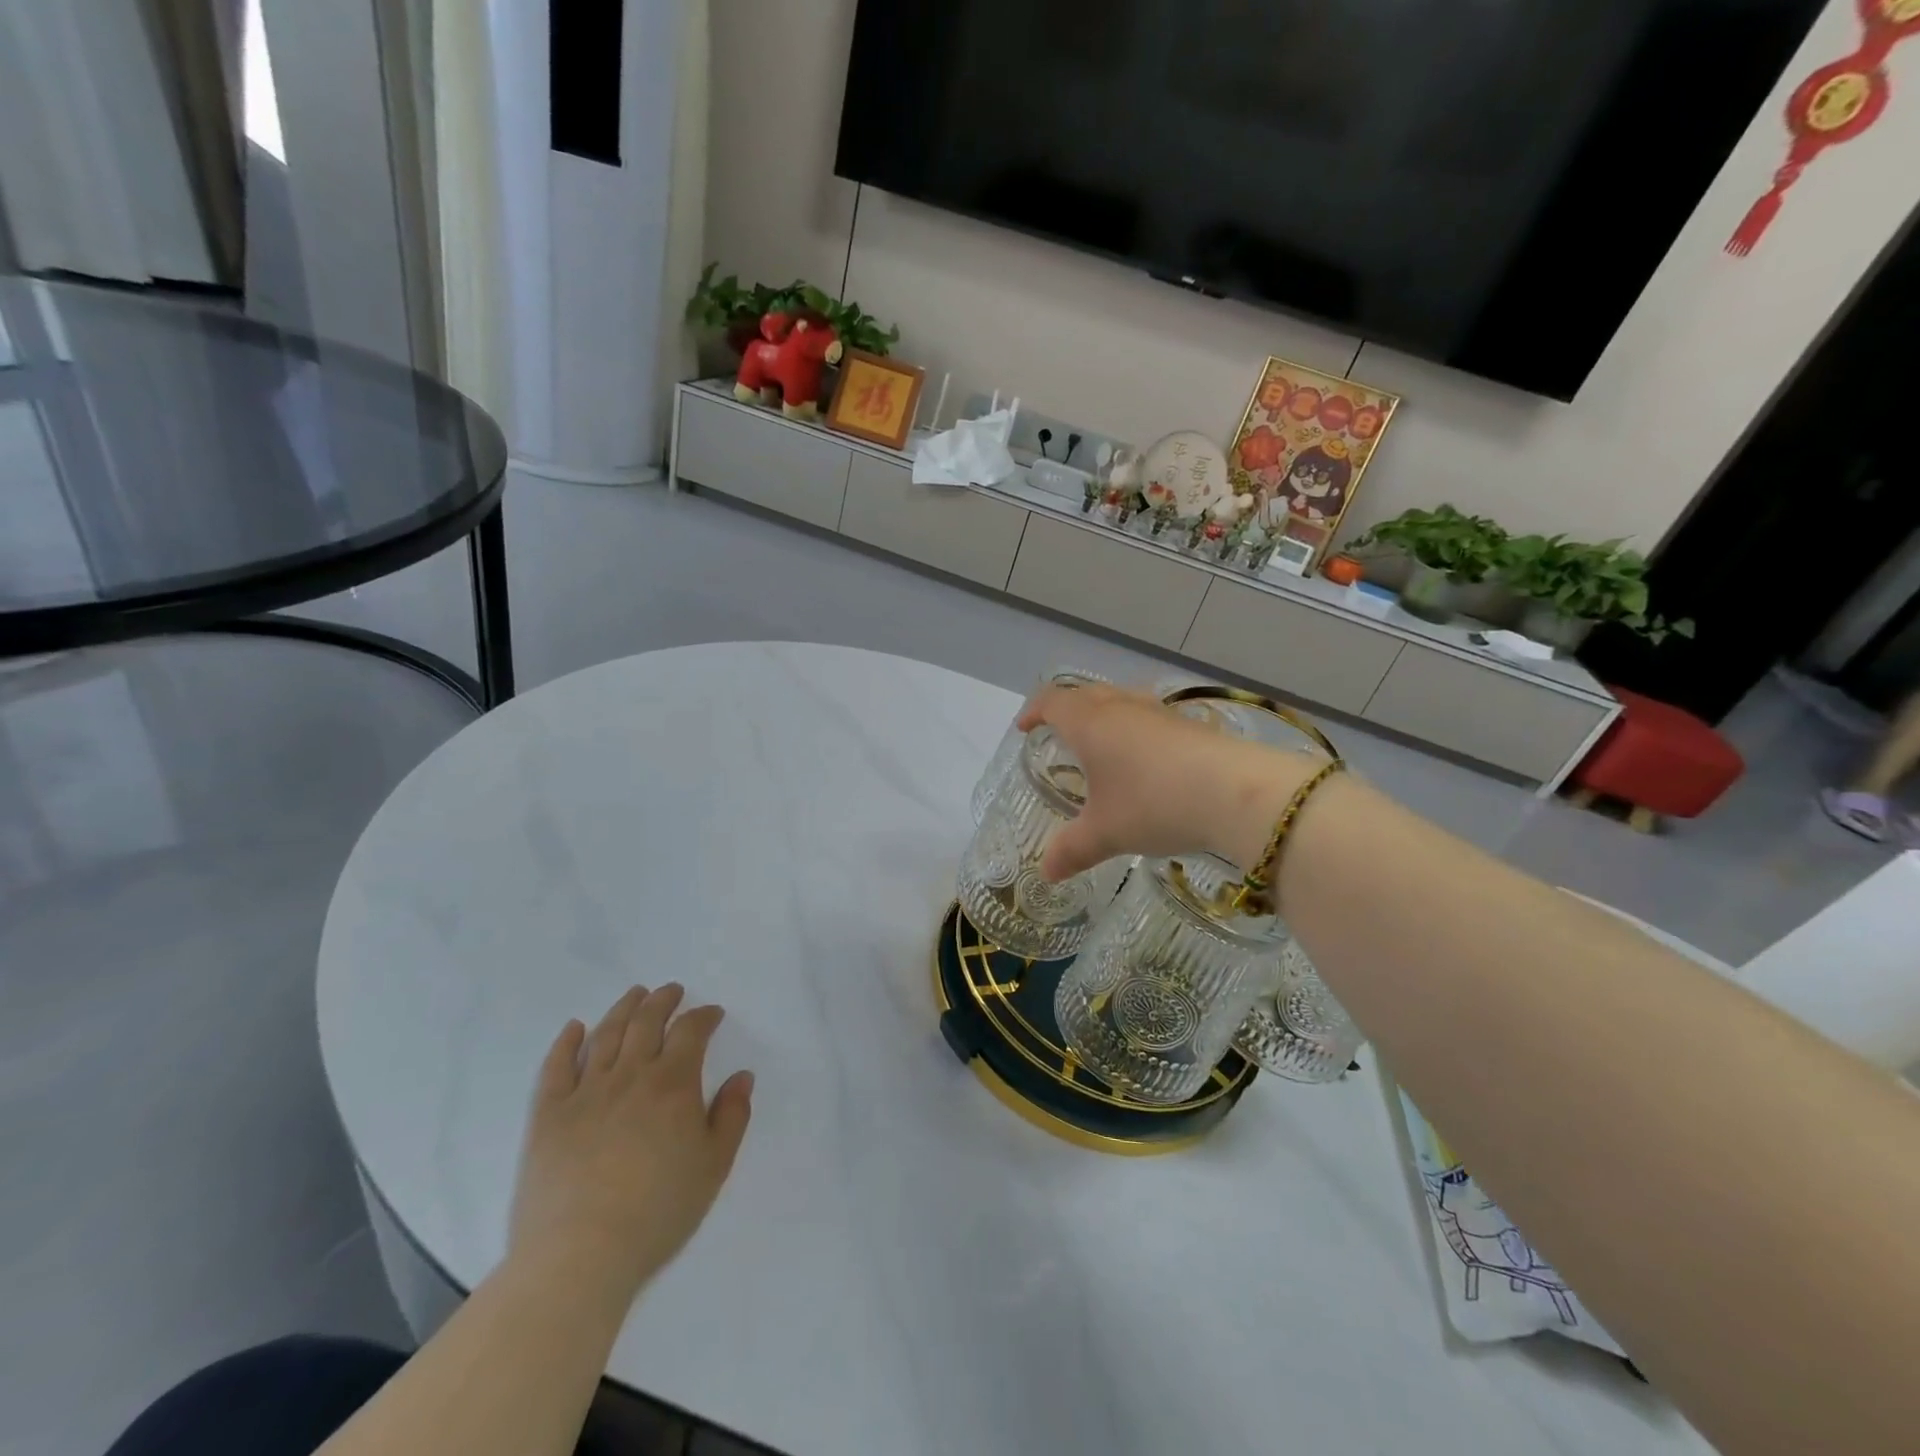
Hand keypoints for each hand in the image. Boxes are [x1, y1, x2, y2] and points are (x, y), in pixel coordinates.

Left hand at [509, 985, 753, 1299]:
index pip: (691, 1031)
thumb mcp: (714, 1166)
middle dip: (663, 1000)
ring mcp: (585, 1093)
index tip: (712, 1014)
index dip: (704, 1016)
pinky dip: (566, 1042)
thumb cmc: (658, 1212)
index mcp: (673, 1084)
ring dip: (623, 1008)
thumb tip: (741, 1077)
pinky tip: (575, 1028)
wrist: (580, 1256)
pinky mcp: (548, 1116)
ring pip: (606, 1035)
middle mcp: (630, 1075)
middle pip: (647, 1021)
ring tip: (635, 995)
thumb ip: (732, 1116)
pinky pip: (556, 1068)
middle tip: (672, 991)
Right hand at [1015, 684, 1319, 878]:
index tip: (1025, 728)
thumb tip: (1046, 872)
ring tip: (1101, 742)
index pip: (1052, 701)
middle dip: (1067, 709)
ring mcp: (1160, 712)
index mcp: (1090, 723)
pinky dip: (1135, 728)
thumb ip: (1072, 849)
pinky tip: (1146, 759)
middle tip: (1058, 733)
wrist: (1237, 792)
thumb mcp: (1106, 833)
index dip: (1034, 711)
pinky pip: (1149, 716)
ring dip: (1104, 714)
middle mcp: (1122, 708)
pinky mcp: (1190, 725)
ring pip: (1121, 699)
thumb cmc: (1154, 803)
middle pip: (1086, 693)